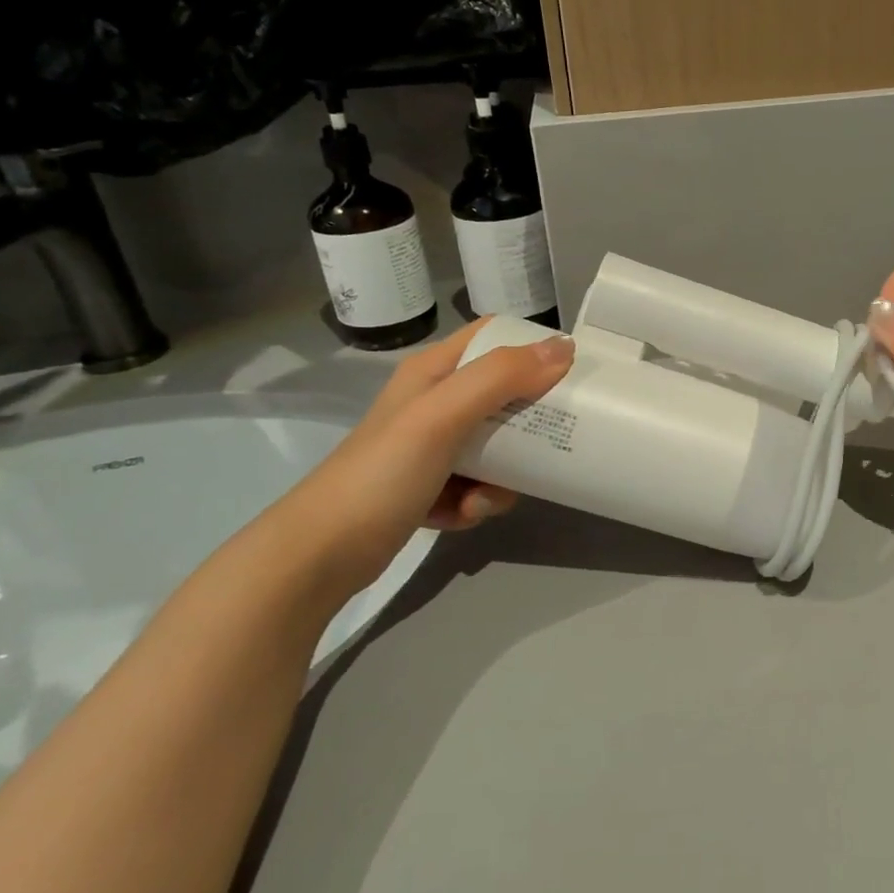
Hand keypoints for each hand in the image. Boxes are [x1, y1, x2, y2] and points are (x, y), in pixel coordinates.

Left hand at [263, 320, 574, 605]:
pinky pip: (479, 485)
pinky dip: (478, 502)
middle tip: (552, 440)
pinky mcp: (431, 488)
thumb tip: (565, 348)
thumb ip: (501, 377)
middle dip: (529, 422)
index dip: (533, 346)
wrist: (320, 555)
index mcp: (434, 372)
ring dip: (505, 473)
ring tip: (484, 496)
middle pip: (504, 395)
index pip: (494, 337)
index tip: (573, 370)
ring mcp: (432, 448)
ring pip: (498, 447)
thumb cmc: (382, 473)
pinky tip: (461, 516)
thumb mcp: (442, 415)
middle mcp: (435, 403)